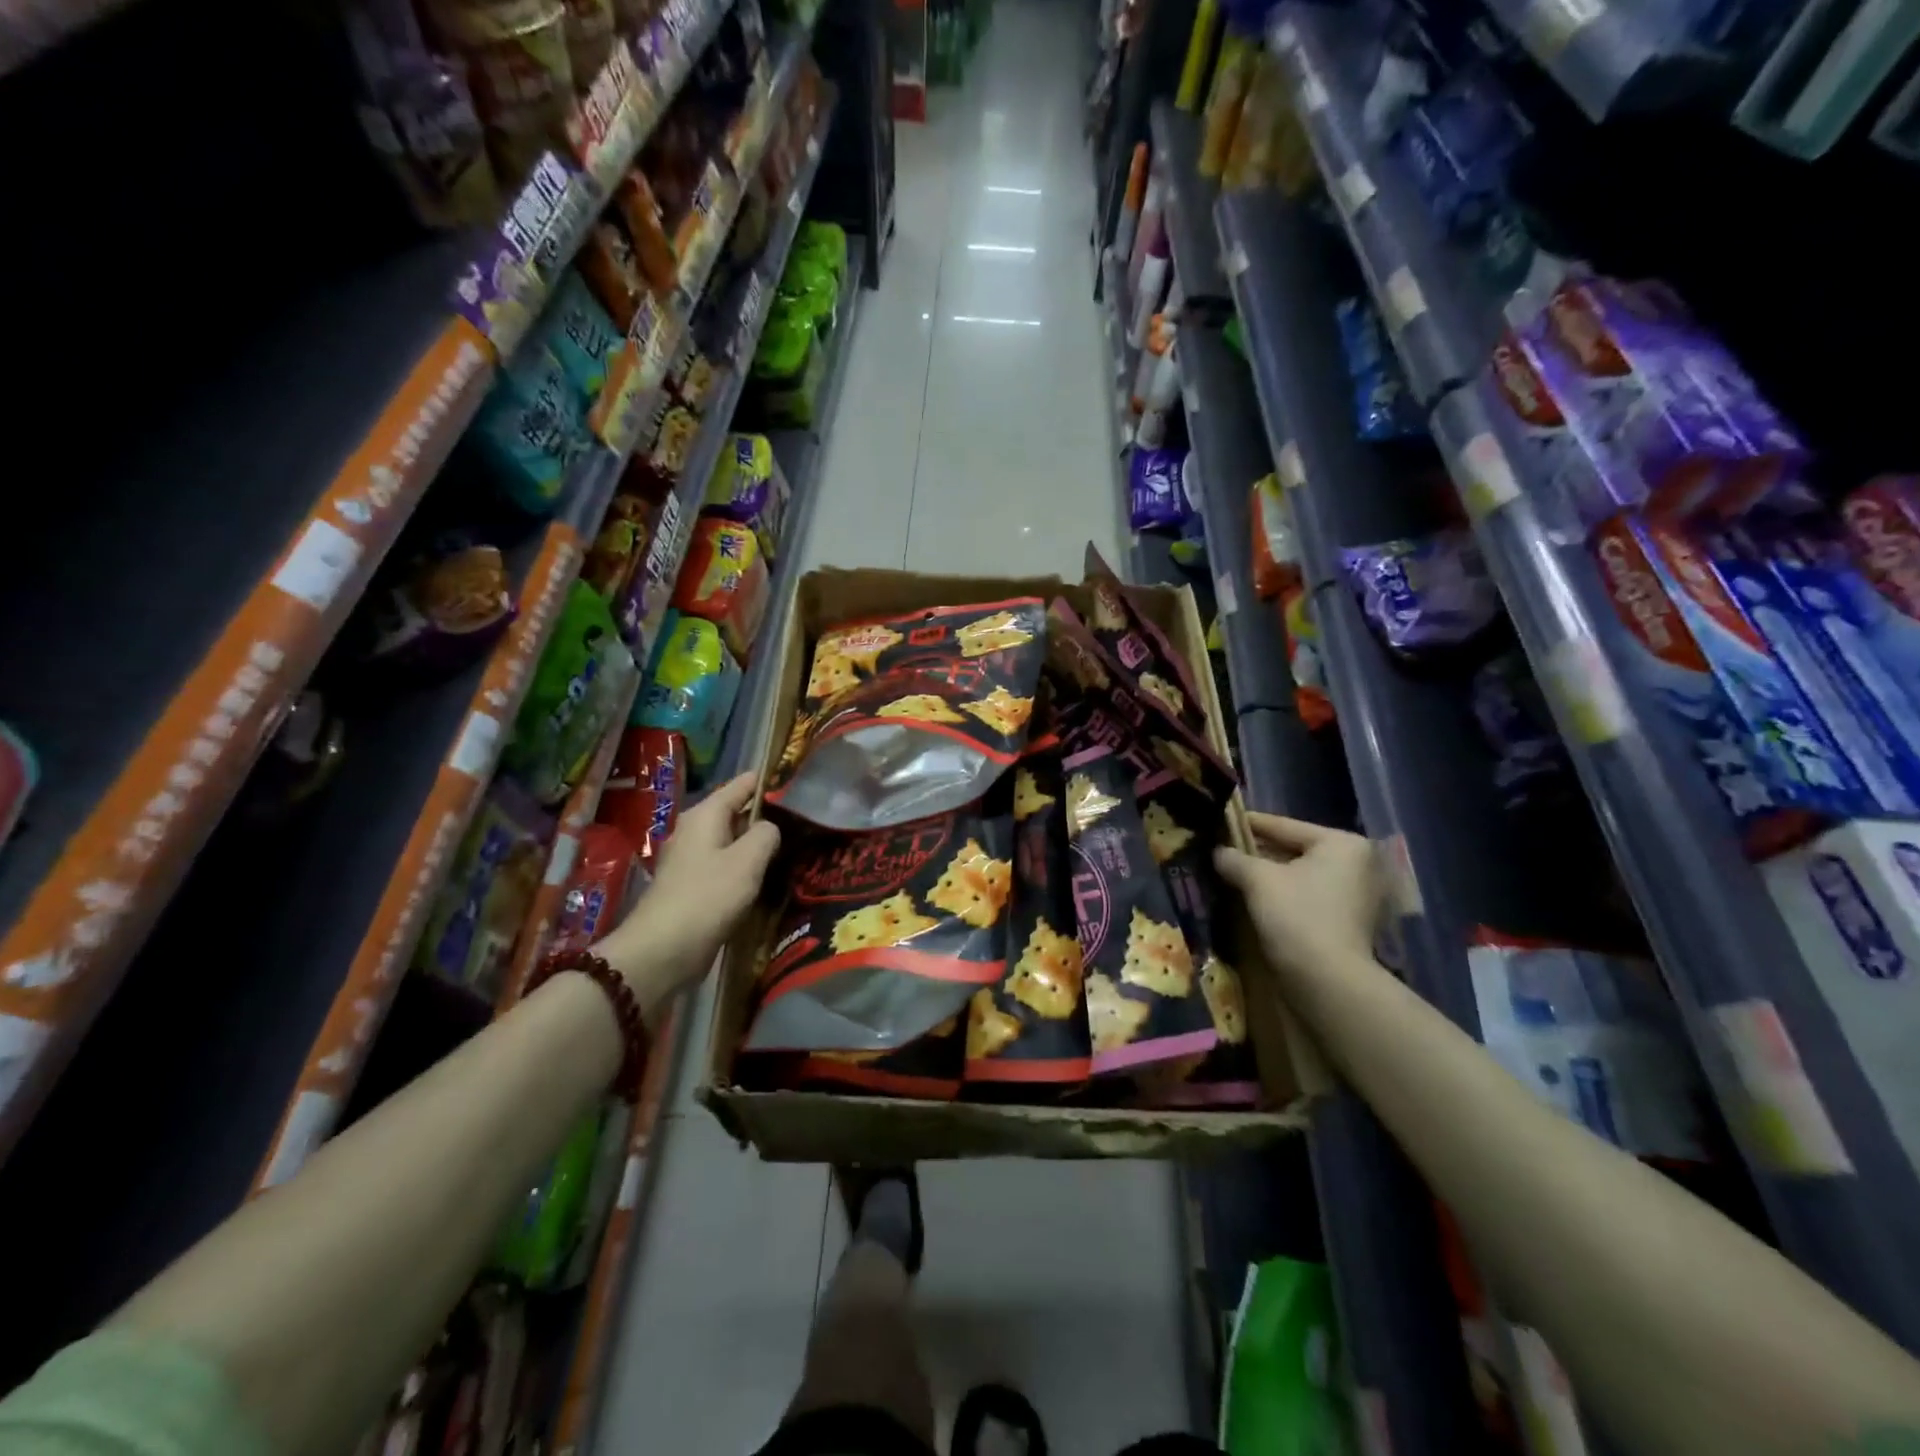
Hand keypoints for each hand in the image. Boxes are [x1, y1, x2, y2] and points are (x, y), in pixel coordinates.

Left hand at [596, 773, 779, 1008]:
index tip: (797, 781)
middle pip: (735, 813)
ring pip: (731, 842)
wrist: (663, 950)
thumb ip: (766, 835)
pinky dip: (744, 869)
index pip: (740, 785)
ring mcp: (691, 861)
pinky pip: (725, 867)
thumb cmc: (708, 896)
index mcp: (705, 816)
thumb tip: (769, 828)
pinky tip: (765, 879)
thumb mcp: (747, 860)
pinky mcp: (692, 887)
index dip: (767, 781)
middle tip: (802, 819)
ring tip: (792, 847)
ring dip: (756, 845)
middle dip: (765, 815)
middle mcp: (694, 831)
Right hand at [1214, 813, 1381, 974]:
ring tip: (1230, 871)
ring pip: (1297, 874)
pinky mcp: (1347, 920)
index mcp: (1341, 843)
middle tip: (1220, 849)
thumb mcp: (1257, 879)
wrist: (1327, 981)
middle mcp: (1356, 863)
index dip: (1246, 824)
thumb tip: (1217, 852)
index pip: (1283, 825)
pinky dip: (1281, 894)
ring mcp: (1354, 894)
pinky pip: (1305, 895)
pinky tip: (1251, 896)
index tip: (1218, 820)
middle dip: (1256, 852)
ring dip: (1266, 875)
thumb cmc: (1296, 916)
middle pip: (1292, 849)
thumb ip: (1234, 858)